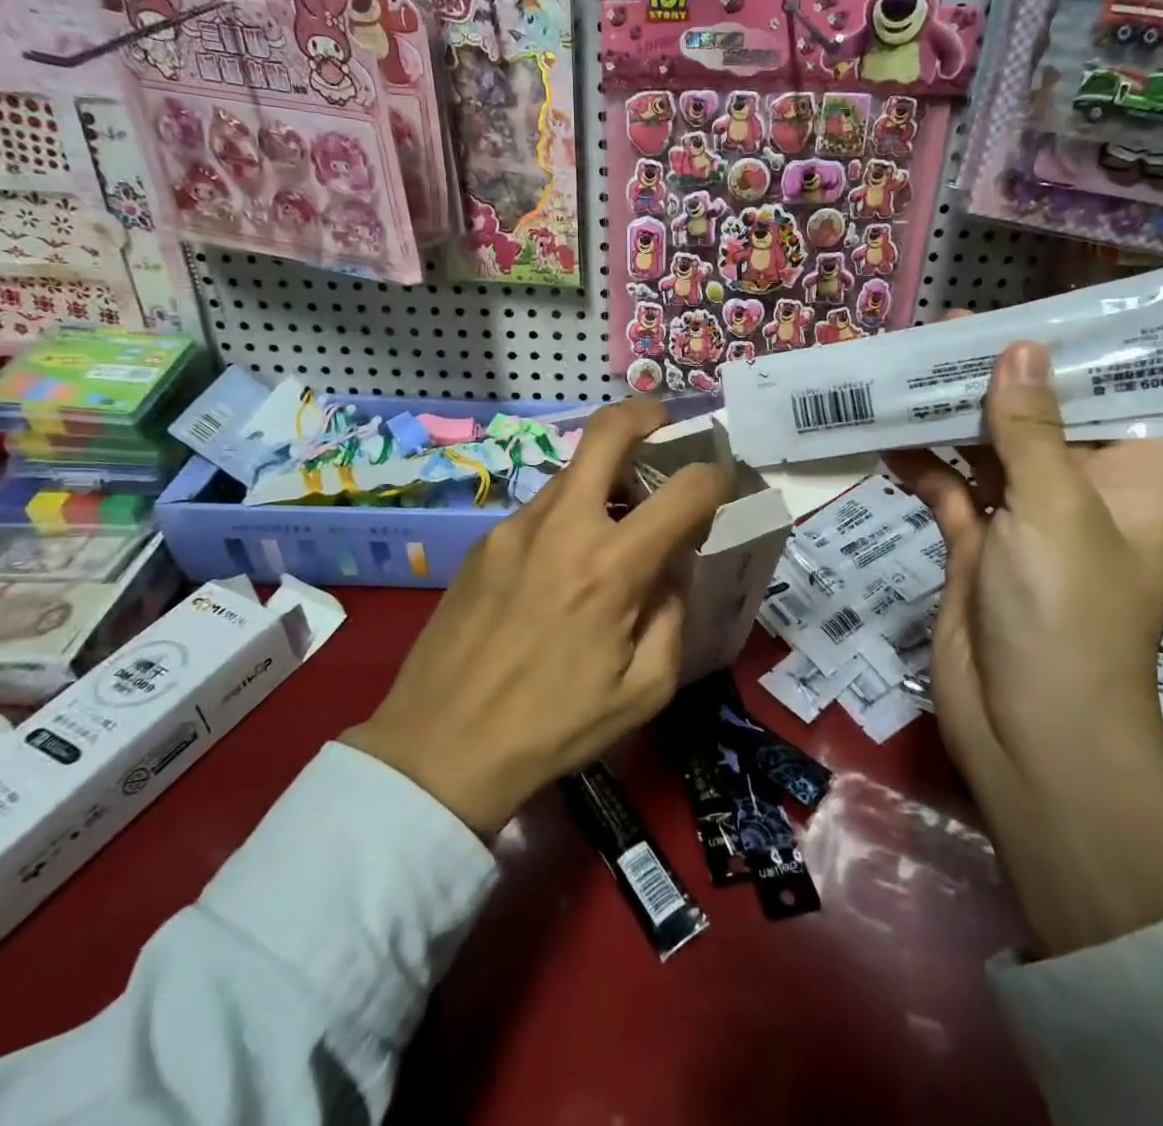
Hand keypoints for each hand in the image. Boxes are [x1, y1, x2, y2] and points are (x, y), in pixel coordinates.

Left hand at [343, 400, 735, 835]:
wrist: (439, 747)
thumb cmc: (554, 728)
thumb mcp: (644, 690)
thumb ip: (673, 613)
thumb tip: (673, 564)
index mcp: (612, 568)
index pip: (685, 490)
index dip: (717, 475)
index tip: (724, 481)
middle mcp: (563, 527)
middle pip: (609, 430)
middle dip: (648, 415)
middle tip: (666, 430)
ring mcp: (516, 526)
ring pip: (574, 470)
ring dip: (607, 477)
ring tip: (618, 519)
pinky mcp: (485, 540)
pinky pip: (542, 508)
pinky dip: (570, 514)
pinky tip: (565, 563)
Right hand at [887, 337, 1162, 776]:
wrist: (1028, 733)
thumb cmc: (1066, 615)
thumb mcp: (1053, 509)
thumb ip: (1029, 427)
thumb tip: (1018, 347)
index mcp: (1127, 478)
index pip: (1108, 395)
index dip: (1067, 353)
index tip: (1019, 315)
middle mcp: (1077, 491)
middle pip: (1035, 417)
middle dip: (990, 378)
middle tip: (939, 334)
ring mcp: (1021, 520)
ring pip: (983, 450)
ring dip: (947, 417)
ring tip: (903, 371)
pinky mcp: (974, 545)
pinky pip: (946, 489)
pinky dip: (919, 464)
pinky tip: (884, 434)